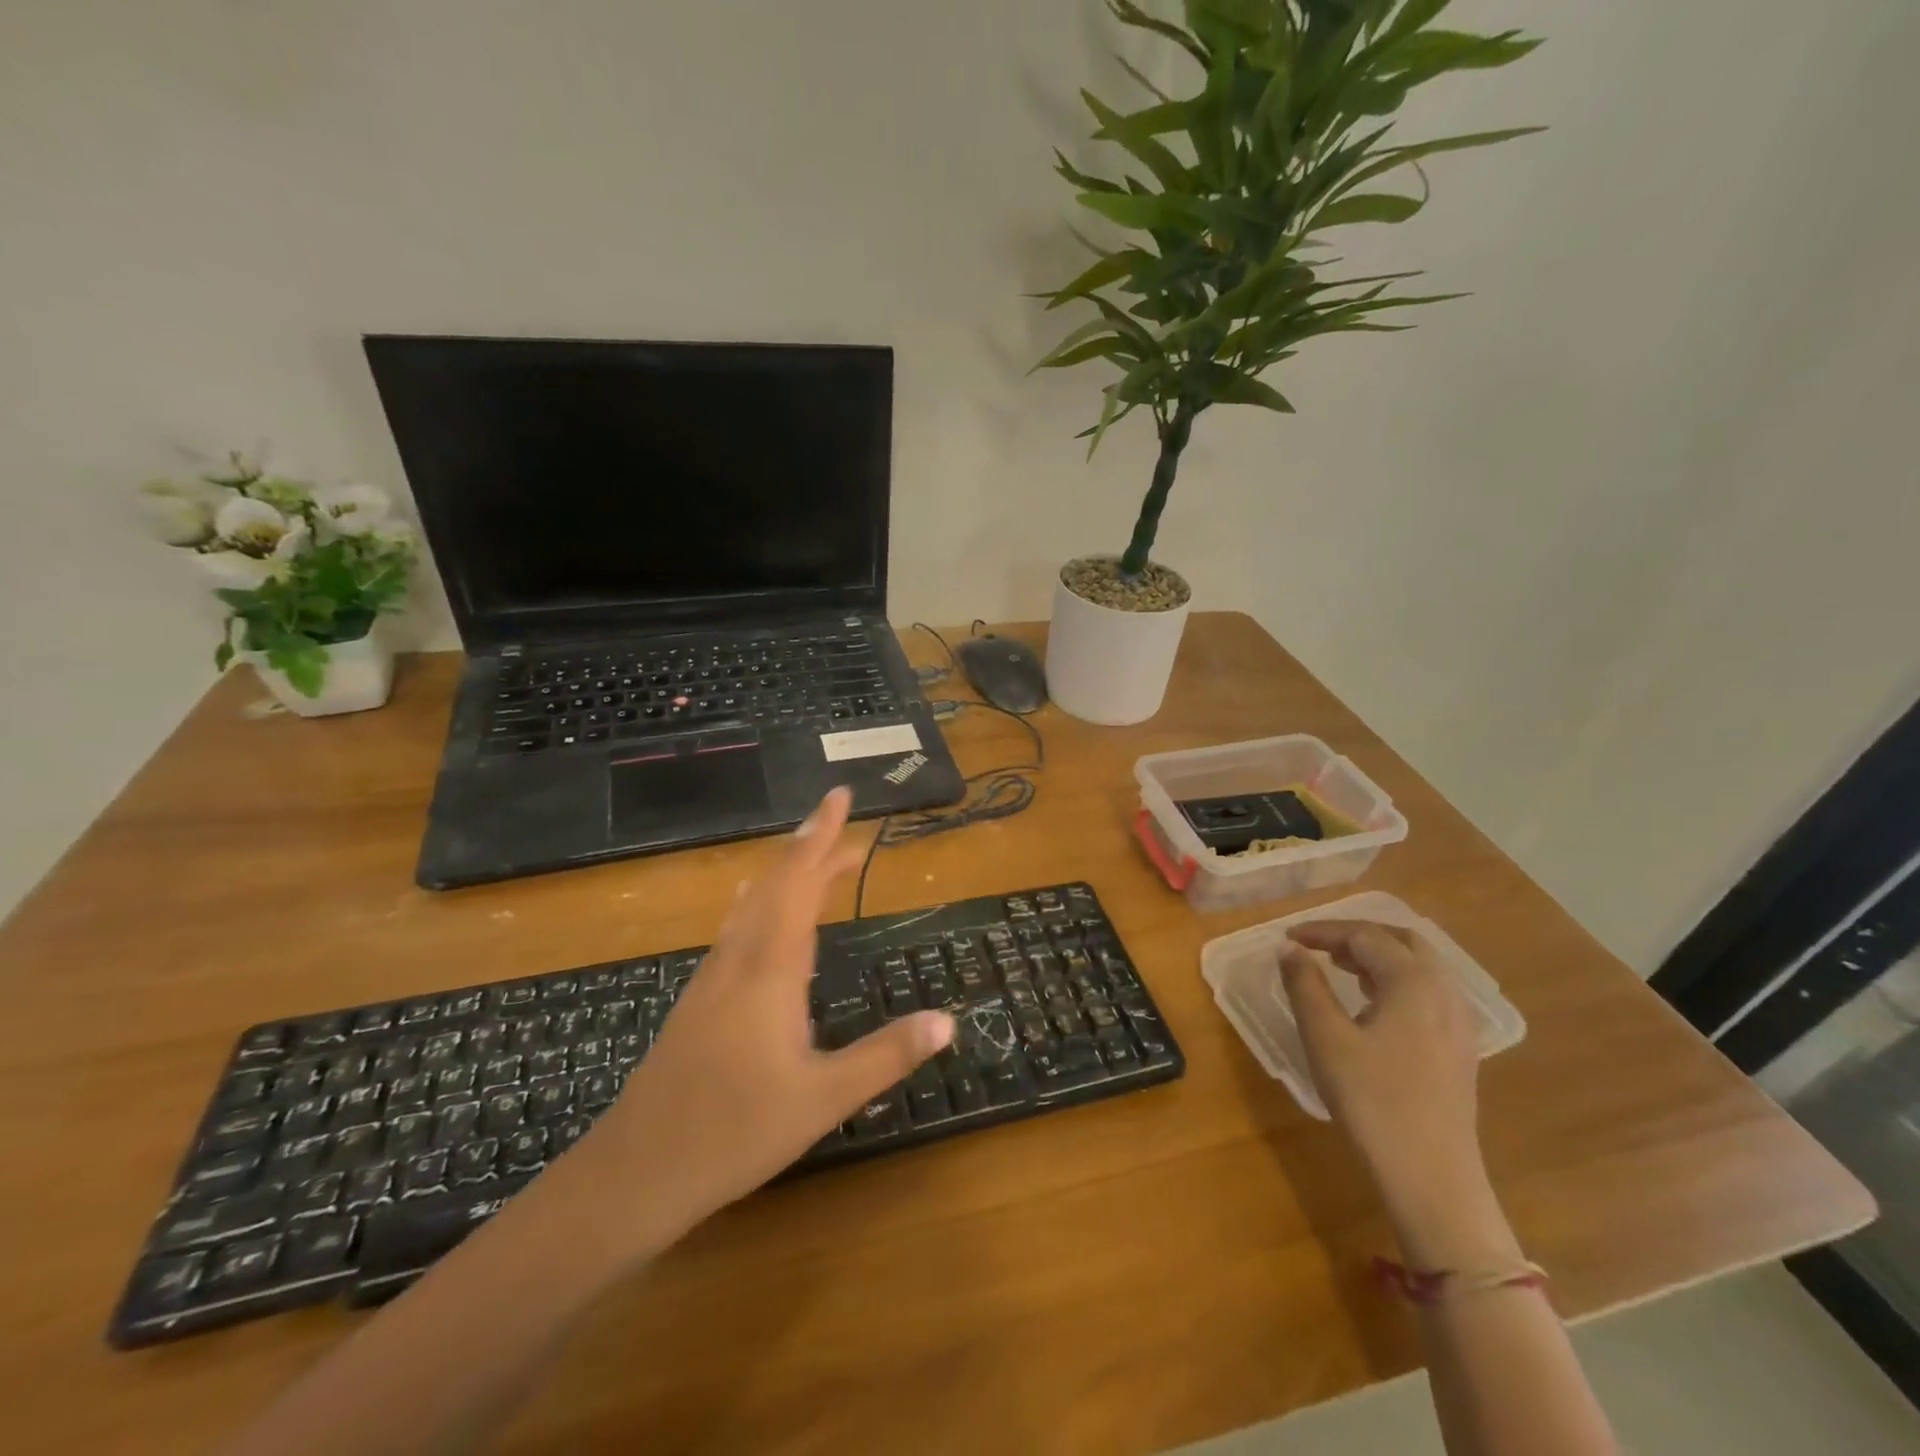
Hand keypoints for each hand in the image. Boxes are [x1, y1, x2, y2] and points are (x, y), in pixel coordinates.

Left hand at [572, 788, 954, 1252]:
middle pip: (776, 882)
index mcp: (771, 967)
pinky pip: (737, 928)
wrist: (636, 1171)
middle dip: (808, 844)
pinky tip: (756, 909)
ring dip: (786, 872)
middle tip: (840, 819)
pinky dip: (761, 901)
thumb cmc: (735, 1131)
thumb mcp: (824, 1098)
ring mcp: (714, 977)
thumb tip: (948, 1020)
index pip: (801, 882)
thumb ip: (887, 1055)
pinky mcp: (700, 999)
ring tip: (816, 858)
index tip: (839, 796)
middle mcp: (740, 958)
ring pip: (753, 903)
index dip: (821, 836)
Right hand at [1280, 921, 1483, 1208]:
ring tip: (1339, 968)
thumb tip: (1289, 948)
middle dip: (1356, 936)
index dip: (1323, 931)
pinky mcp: (1460, 1047)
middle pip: (1401, 941)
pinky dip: (1396, 980)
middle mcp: (1444, 991)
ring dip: (1378, 957)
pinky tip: (1373, 1004)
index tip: (1288, 938)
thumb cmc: (1372, 1099)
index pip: (1364, 936)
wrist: (1431, 1175)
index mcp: (1413, 981)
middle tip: (1318, 946)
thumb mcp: (1325, 1036)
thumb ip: (1304, 984)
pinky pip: (1428, 992)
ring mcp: (1459, 1021)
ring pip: (1418, 966)